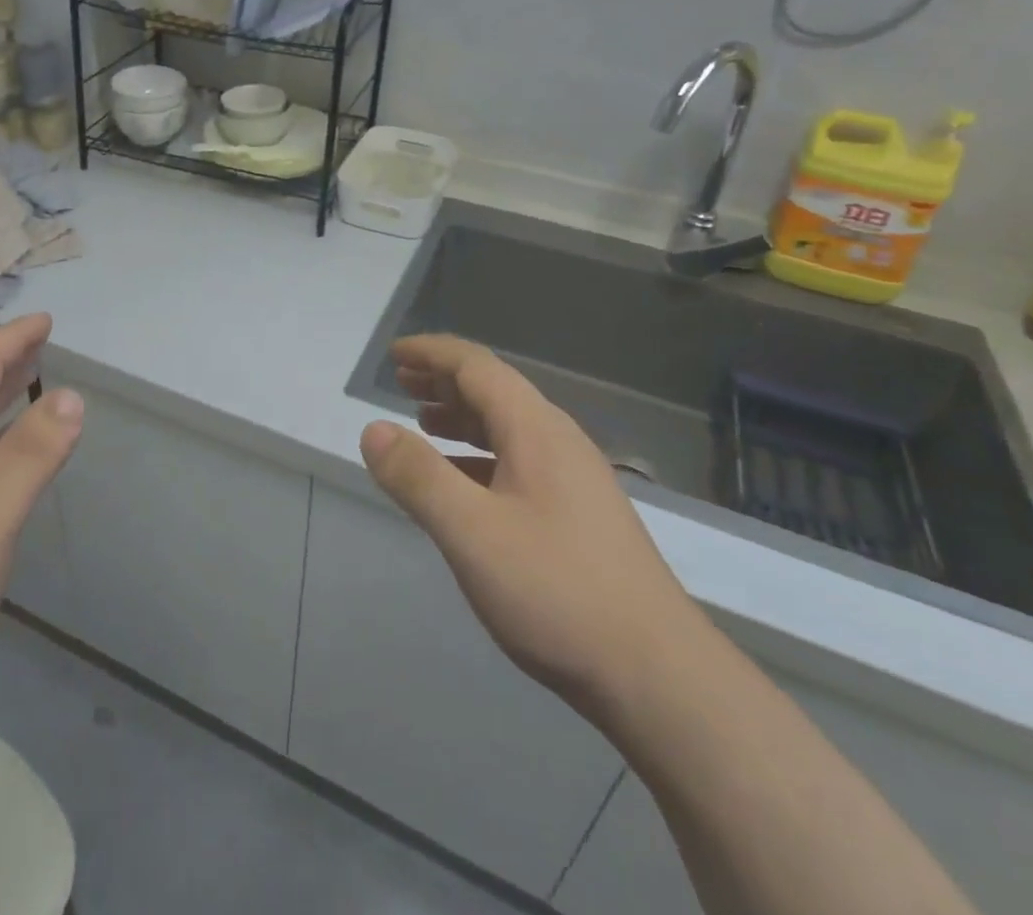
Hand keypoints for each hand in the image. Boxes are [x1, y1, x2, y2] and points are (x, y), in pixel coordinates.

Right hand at [360, 335, 705, 721]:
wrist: (659, 678)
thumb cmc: (557, 591)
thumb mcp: (472, 532)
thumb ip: (418, 477)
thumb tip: (373, 429)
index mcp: (535, 430)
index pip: (477, 367)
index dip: (432, 354)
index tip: (393, 354)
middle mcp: (558, 442)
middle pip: (494, 391)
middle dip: (443, 381)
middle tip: (400, 383)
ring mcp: (574, 480)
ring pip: (508, 428)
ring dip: (461, 417)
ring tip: (421, 423)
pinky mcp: (579, 516)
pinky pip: (518, 462)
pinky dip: (480, 456)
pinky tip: (463, 483)